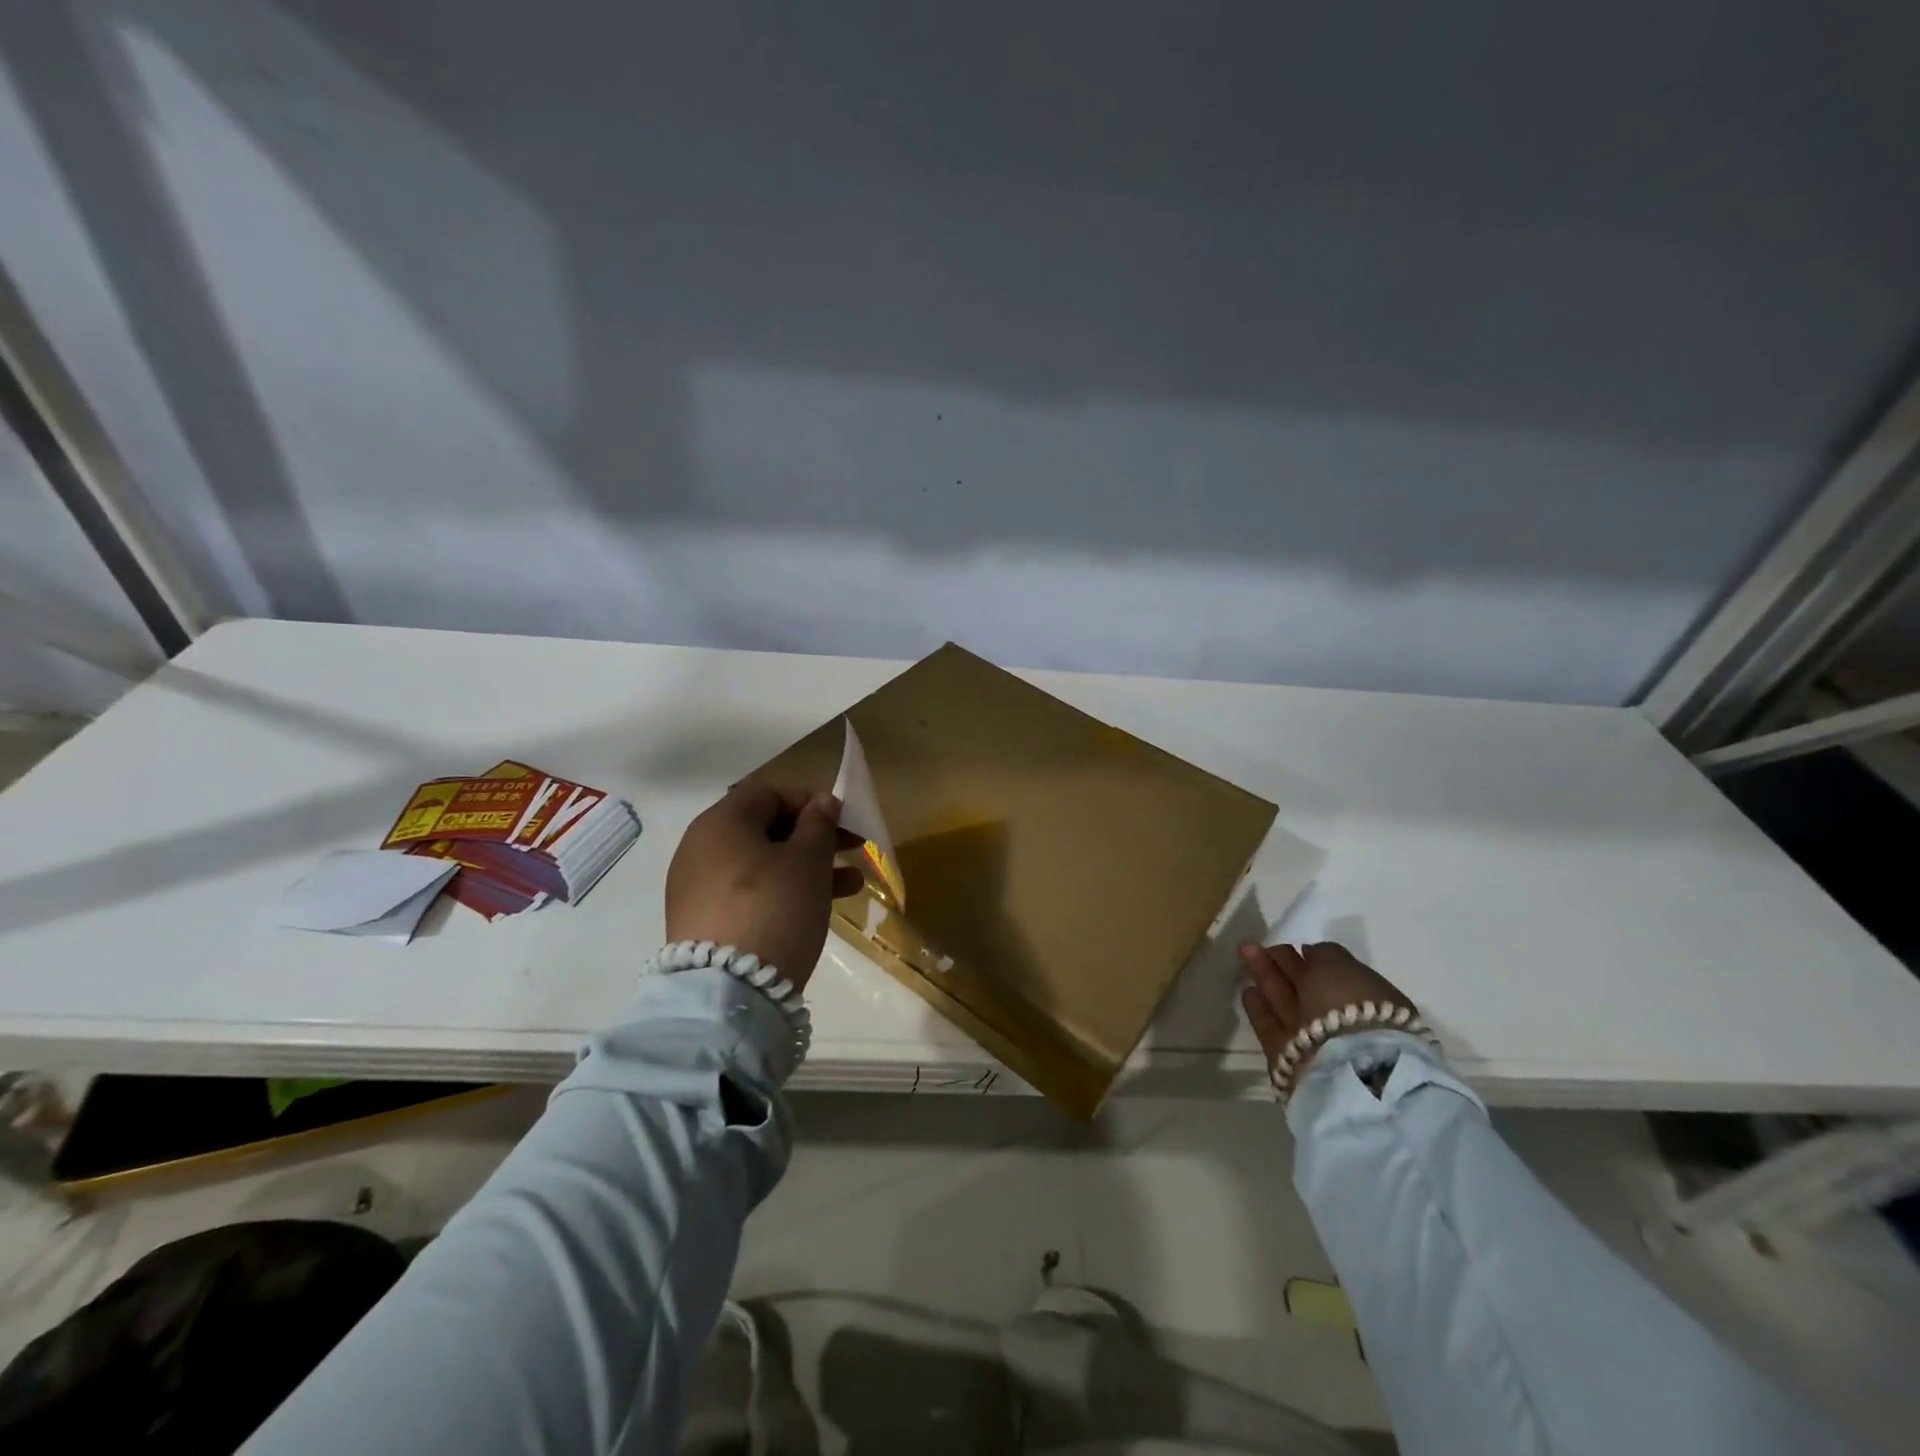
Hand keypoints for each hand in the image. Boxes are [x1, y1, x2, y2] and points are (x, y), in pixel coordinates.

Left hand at [665, 783, 863, 989]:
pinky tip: (819, 907)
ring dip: (807, 867)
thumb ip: (818, 824)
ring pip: (762, 864)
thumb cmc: (774, 907)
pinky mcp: (703, 921)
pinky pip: (749, 892)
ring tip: (852, 885)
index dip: (811, 801)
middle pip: (766, 829)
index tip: (844, 820)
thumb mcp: (808, 861)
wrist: (726, 992)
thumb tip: (822, 801)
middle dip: (815, 837)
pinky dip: (783, 892)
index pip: (770, 794)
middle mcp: (701, 848)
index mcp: (721, 822)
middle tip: (854, 849)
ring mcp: (698, 887)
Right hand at [1240, 941, 1414, 1080]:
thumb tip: (1309, 953)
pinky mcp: (1286, 1057)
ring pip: (1286, 1003)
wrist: (1347, 1065)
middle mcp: (1339, 1019)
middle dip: (1283, 963)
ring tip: (1246, 955)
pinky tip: (1247, 991)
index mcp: (1364, 997)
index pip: (1333, 972)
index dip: (1312, 957)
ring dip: (1267, 978)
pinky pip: (1270, 1027)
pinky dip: (1259, 1009)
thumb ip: (1324, 954)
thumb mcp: (1340, 964)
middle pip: (1306, 986)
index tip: (1294, 946)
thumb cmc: (1350, 1003)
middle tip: (1259, 944)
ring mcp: (1313, 1040)